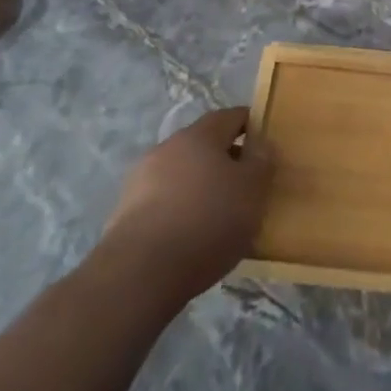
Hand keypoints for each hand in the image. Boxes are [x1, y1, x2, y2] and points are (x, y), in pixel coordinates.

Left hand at [99, 108, 273, 309]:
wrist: (140, 274)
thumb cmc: (208, 221)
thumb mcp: (252, 190)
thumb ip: (261, 161)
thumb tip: (260, 144)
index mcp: (199, 134)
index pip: (231, 116)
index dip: (252, 126)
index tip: (266, 148)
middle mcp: (167, 148)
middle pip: (203, 145)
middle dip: (225, 160)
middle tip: (246, 186)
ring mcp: (140, 180)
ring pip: (181, 174)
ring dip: (200, 186)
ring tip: (219, 216)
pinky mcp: (124, 213)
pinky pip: (163, 202)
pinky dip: (179, 210)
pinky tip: (190, 236)